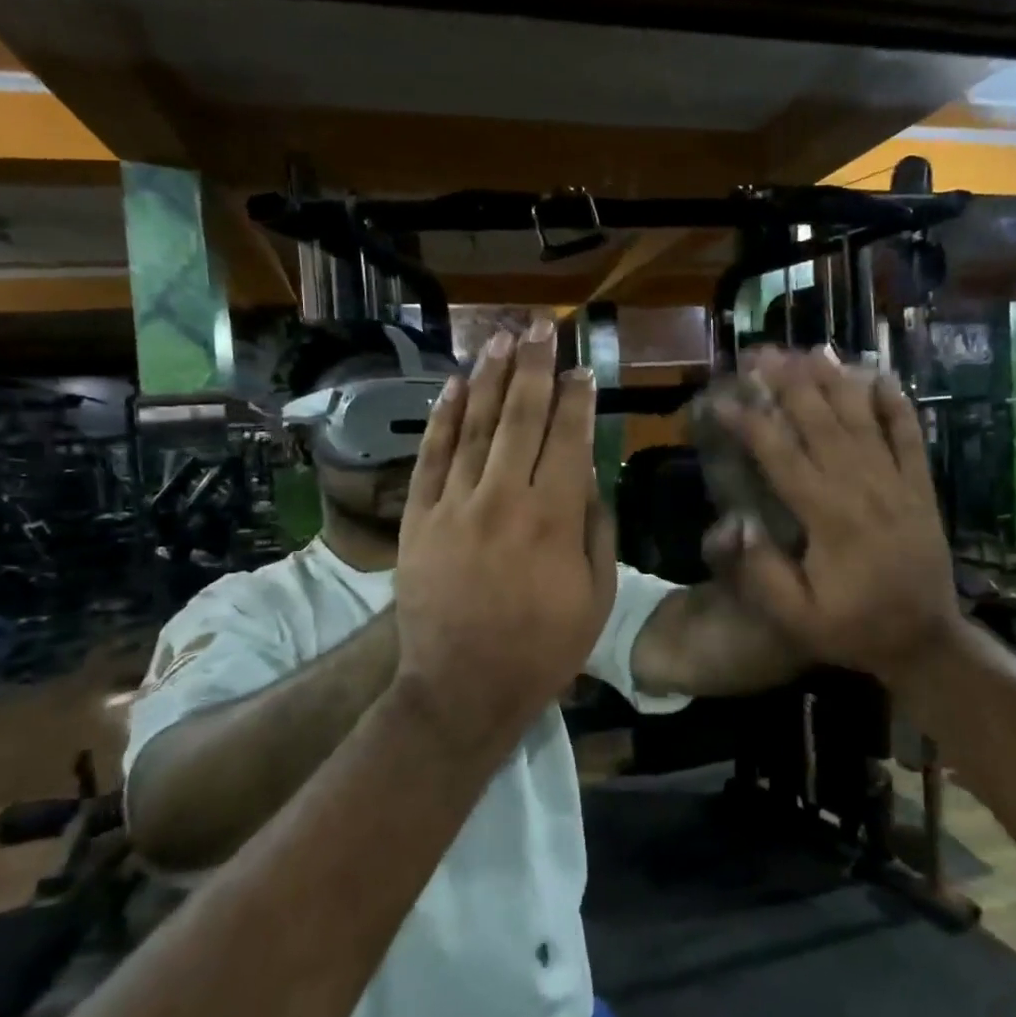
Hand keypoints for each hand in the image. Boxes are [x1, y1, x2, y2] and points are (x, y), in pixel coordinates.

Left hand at [394, 321, 615, 753]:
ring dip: (491, 379)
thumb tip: (589, 478)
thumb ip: (597, 531)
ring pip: (476, 427)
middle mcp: (504, 500)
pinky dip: (444, 418)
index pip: (568, 440)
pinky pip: (431, 457)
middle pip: (521, 418)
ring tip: (502, 340)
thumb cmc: (542, 649)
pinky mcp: (418, 519)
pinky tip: (456, 386)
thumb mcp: (597, 597)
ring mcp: (454, 506)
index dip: (576, 399)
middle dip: (534, 368)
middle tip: (540, 328)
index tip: (581, 369)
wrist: (462, 688)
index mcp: (554, 519)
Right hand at [706, 349, 962, 683]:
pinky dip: (896, 404)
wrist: (925, 640)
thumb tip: (738, 522)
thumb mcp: (796, 619)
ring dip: (835, 380)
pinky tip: (880, 375)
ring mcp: (897, 482)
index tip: (721, 399)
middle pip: (820, 422)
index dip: (749, 422)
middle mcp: (862, 487)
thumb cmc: (853, 629)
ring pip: (862, 419)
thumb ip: (762, 574)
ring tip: (810, 349)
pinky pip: (911, 436)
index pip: (780, 455)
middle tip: (761, 353)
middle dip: (788, 383)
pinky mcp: (920, 487)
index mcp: (827, 516)